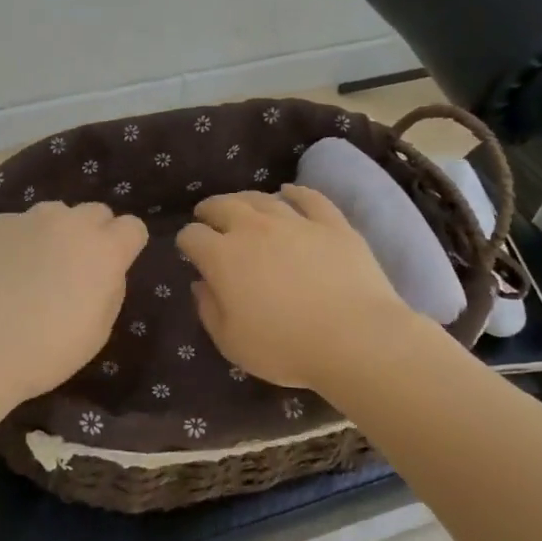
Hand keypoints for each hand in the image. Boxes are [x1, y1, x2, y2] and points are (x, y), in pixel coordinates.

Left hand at [0, 201, 148, 404]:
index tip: (113, 268)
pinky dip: (15, 243)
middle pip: (94, 212)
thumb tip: (103, 270)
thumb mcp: (98, 330)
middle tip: (73, 268)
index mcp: (103, 249)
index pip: (133, 227)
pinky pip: (14, 226)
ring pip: (52, 215)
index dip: (125, 247)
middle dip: (92, 234)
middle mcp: (67, 222)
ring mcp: (24, 219)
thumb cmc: (46, 352)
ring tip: (31, 269)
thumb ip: (109, 287)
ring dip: (52, 234)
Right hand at [177, 185, 422, 388]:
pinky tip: (289, 192)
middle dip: (210, 210)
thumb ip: (209, 310)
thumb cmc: (285, 348)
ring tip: (242, 206)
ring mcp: (295, 222)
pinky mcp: (332, 224)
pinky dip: (295, 192)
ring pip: (262, 198)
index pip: (193, 236)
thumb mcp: (231, 342)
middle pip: (223, 206)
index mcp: (223, 257)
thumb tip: (200, 284)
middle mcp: (253, 229)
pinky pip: (309, 198)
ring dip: (245, 200)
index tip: (189, 251)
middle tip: (208, 217)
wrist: (355, 340)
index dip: (187, 241)